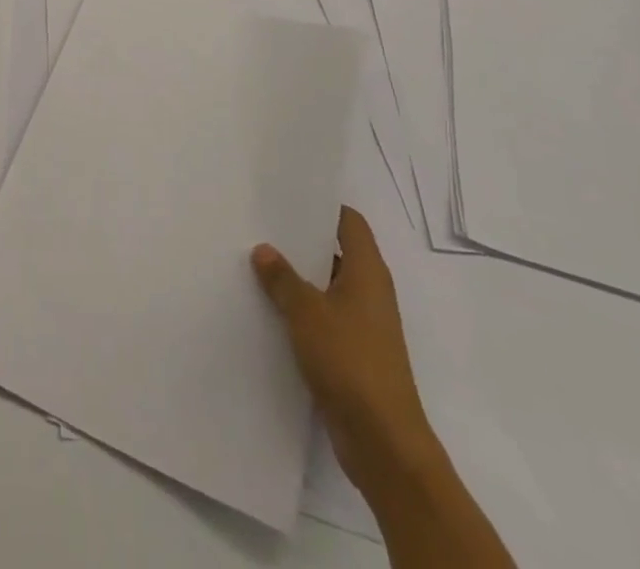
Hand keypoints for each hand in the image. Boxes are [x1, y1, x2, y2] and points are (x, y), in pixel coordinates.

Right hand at [251, 207, 437, 488]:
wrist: (383, 442)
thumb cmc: (350, 361)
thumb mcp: (306, 312)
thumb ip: (282, 278)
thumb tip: (264, 249)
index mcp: (368, 271)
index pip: (349, 222)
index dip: (322, 206)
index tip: (288, 197)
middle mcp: (370, 292)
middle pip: (336, 252)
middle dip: (301, 242)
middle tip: (261, 227)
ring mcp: (364, 325)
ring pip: (327, 287)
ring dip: (298, 279)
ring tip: (257, 264)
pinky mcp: (354, 355)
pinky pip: (325, 319)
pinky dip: (302, 312)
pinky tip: (269, 311)